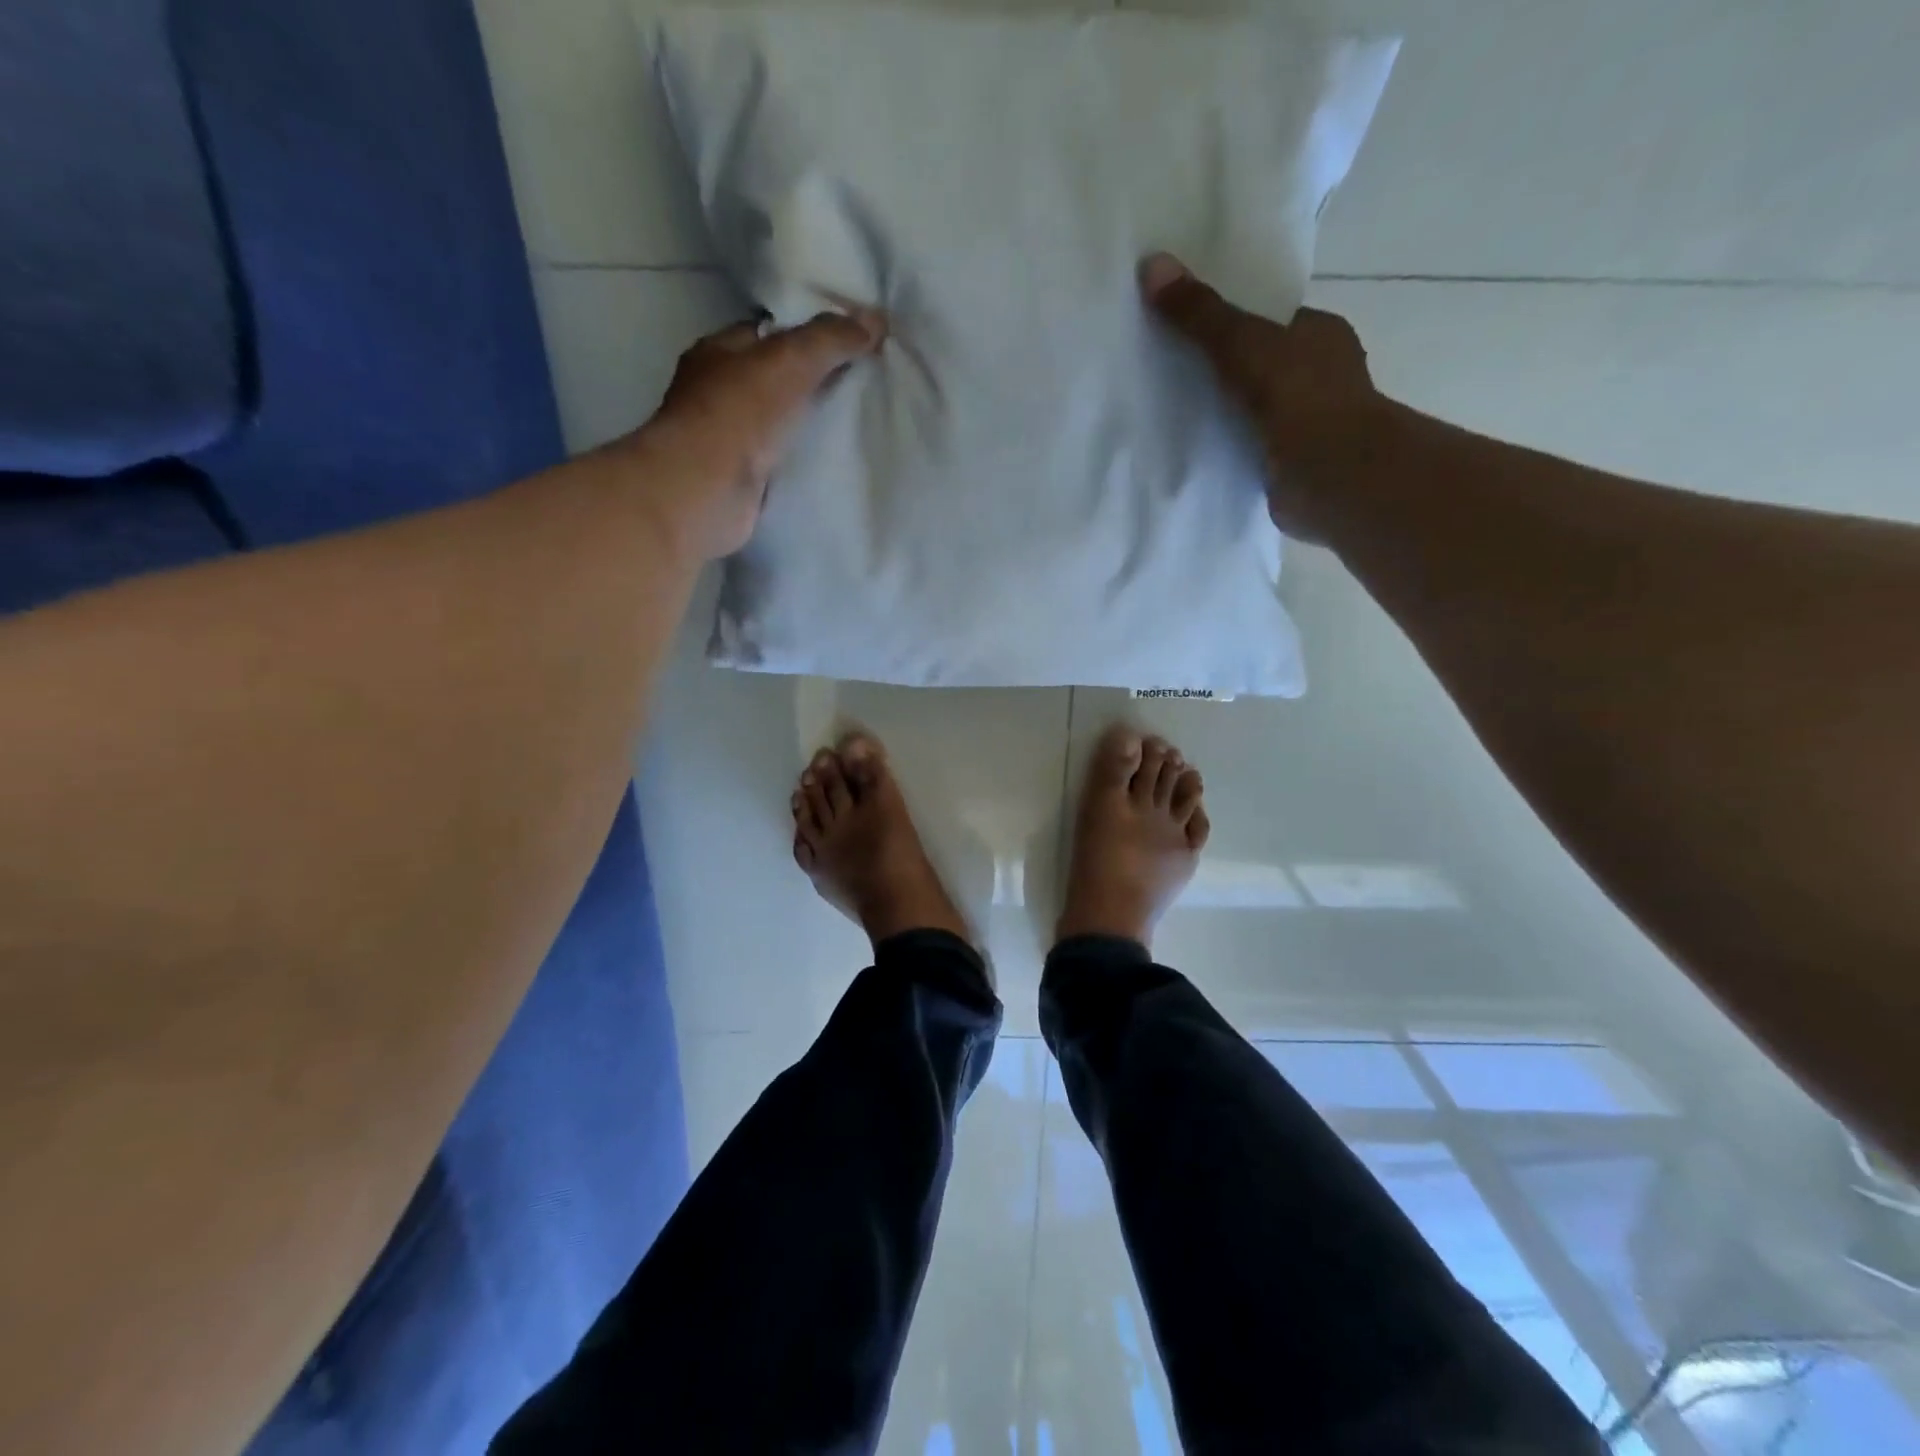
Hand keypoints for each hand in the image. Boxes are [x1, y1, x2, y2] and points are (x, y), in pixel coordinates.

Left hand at [636, 310, 883, 560]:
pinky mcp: (741, 478)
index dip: (807, 333)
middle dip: (813, 380)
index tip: (848, 342)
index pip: (768, 332)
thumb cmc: (740, 414)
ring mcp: (727, 438)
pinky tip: (833, 459)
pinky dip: (802, 458)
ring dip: (809, 423)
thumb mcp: (791, 360)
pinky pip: (781, 459)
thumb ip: (831, 338)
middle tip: (861, 382)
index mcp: (718, 351)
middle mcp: (717, 391)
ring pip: (778, 421)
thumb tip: (876, 321)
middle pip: (774, 378)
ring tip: (857, 421)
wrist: (708, 491)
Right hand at [1141, 253, 1377, 543]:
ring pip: (1257, 411)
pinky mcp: (1293, 466)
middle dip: (1225, 373)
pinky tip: (1196, 453)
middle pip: (1262, 366)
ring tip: (1174, 417)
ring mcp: (1309, 425)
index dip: (1233, 325)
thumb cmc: (1299, 398)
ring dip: (1226, 416)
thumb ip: (1200, 314)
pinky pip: (1253, 449)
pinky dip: (1229, 450)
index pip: (1272, 321)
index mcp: (1321, 334)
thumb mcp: (1241, 343)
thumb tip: (1152, 264)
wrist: (1330, 476)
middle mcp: (1321, 376)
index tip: (1189, 332)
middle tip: (1172, 376)